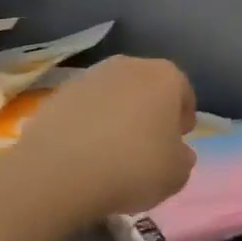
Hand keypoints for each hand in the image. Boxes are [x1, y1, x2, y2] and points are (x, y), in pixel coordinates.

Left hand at [13, 57, 197, 219]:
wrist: (60, 171)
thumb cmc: (134, 166)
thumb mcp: (177, 174)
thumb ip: (182, 158)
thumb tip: (176, 152)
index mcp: (166, 77)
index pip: (183, 93)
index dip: (183, 118)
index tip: (179, 141)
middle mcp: (129, 66)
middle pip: (147, 88)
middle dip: (150, 112)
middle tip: (148, 145)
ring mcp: (90, 76)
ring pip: (113, 95)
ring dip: (116, 116)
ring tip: (112, 151)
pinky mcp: (58, 94)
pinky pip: (84, 109)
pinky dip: (87, 124)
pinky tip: (84, 153)